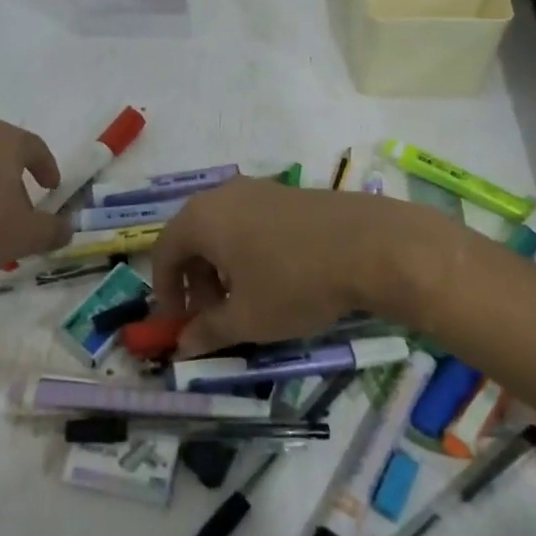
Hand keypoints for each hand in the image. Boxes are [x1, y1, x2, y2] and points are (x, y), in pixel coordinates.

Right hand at [151, 180, 452, 355]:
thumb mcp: (247, 318)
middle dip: (197, 283)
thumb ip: (208, 332)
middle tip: (214, 319)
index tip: (178, 325)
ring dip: (224, 270)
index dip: (165, 292)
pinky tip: (277, 280)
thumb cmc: (295, 283)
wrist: (372, 246)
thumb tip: (183, 346)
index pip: (163, 253)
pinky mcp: (290, 194)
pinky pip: (252, 224)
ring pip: (224, 232)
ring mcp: (260, 189)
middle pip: (194, 240)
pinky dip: (250, 253)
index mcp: (201, 218)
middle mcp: (224, 195)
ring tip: (247, 303)